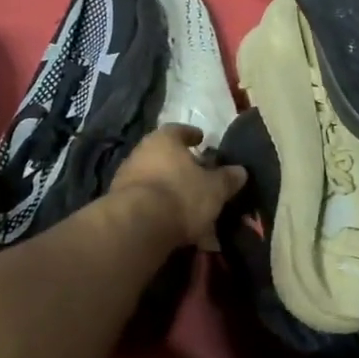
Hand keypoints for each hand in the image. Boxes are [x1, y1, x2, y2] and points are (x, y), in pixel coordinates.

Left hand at [110, 125, 247, 250]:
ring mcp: (125, 178)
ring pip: (153, 178)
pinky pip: (145, 201)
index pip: (178, 130)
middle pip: (163, 154)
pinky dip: (158, 207)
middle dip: (180, 165)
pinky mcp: (117, 205)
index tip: (201, 140)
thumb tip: (240, 171)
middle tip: (197, 174)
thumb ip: (227, 178)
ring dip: (168, 187)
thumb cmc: (181, 195)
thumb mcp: (214, 188)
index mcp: (163, 140)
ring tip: (187, 203)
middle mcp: (140, 153)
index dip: (191, 135)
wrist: (136, 227)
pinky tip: (171, 221)